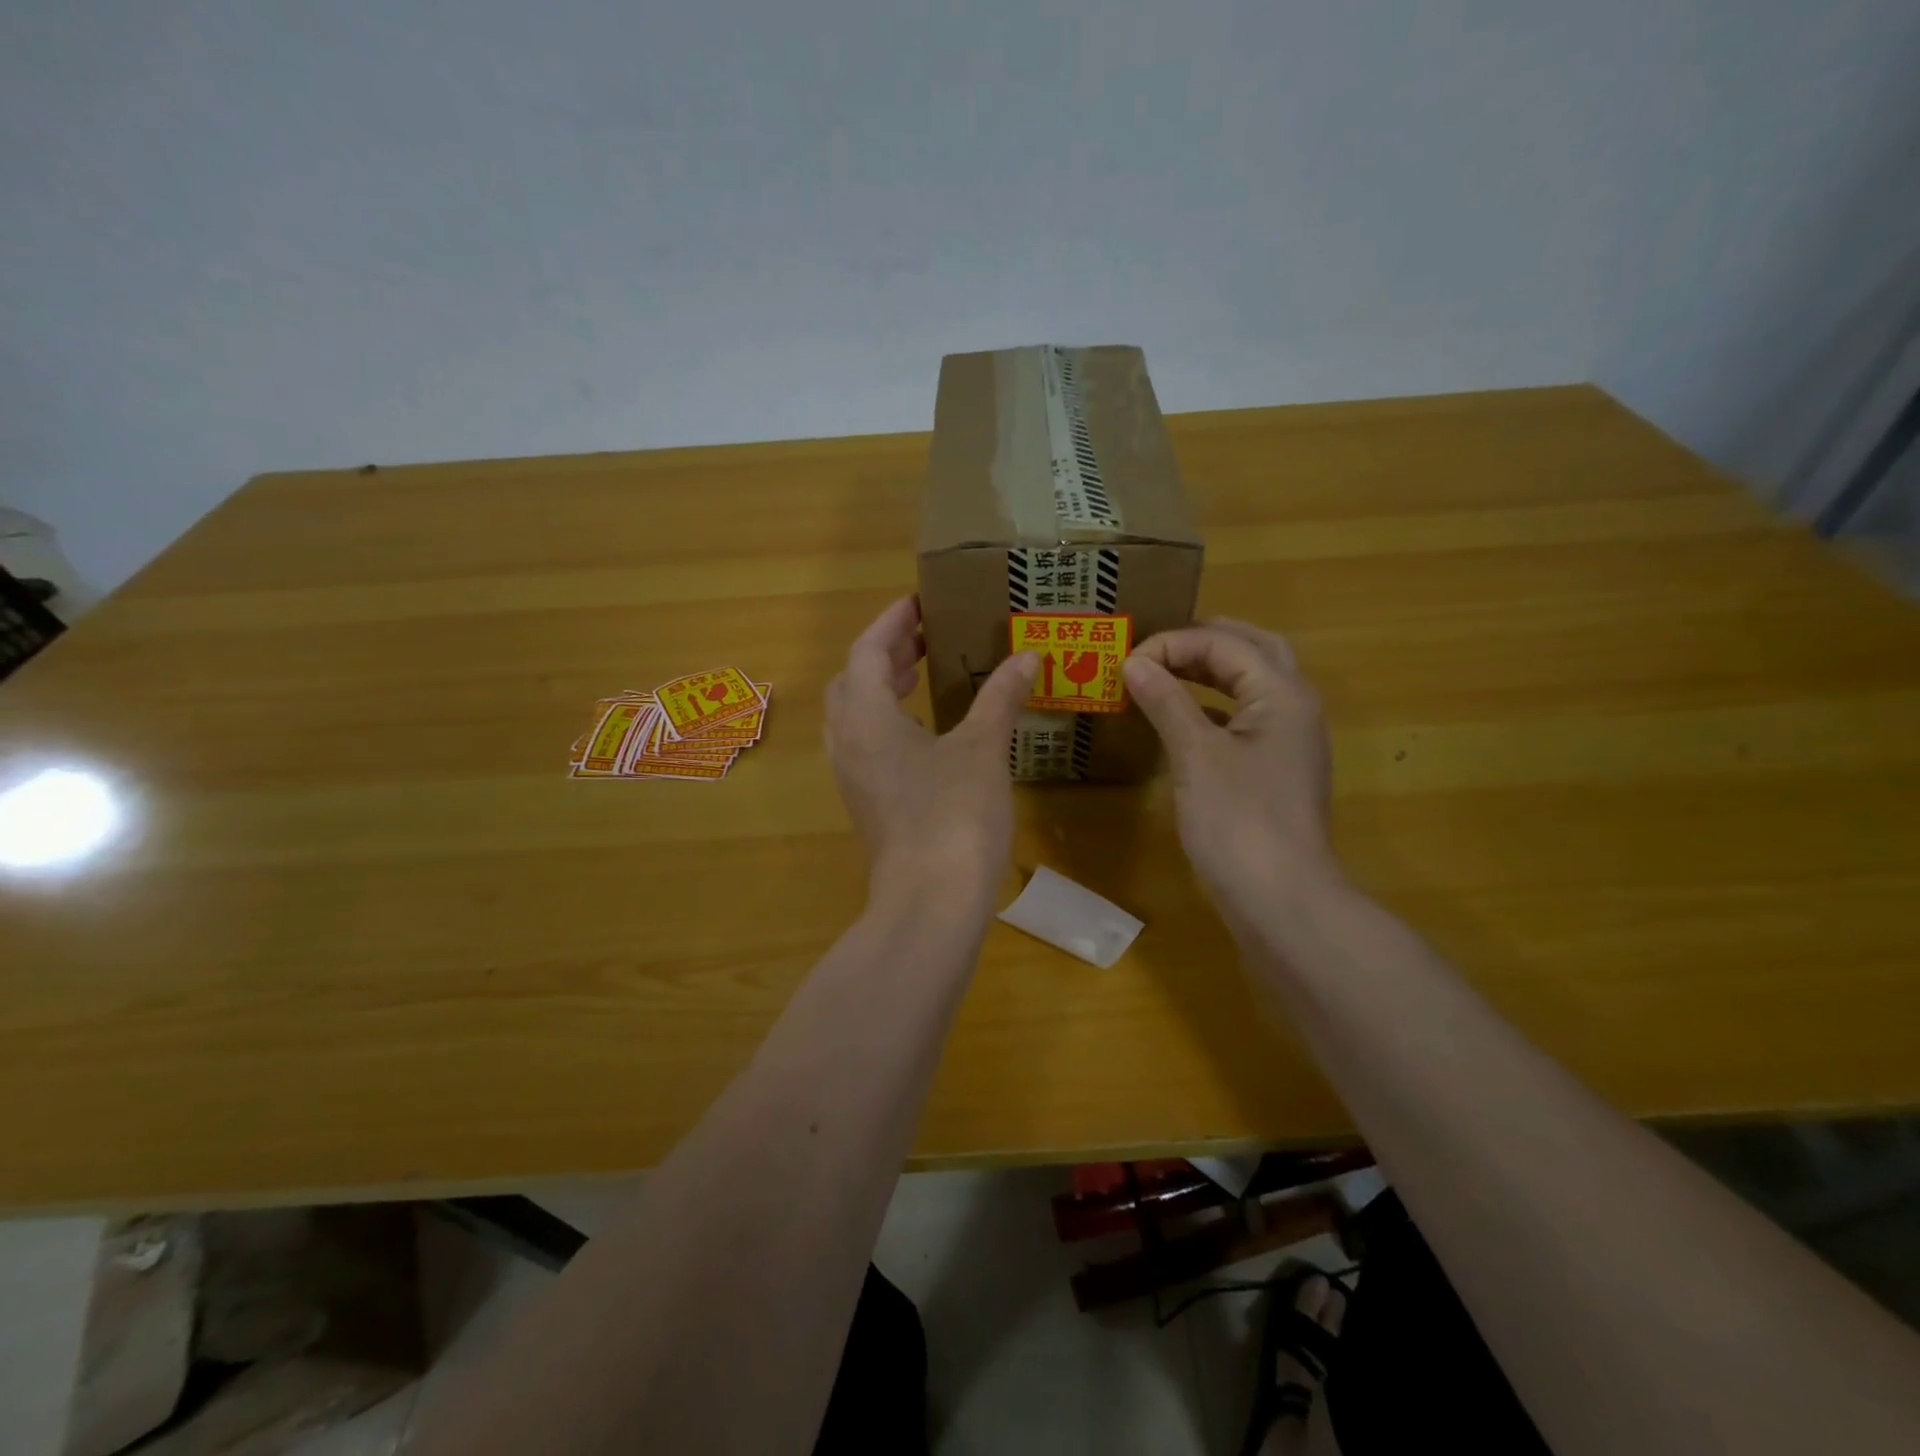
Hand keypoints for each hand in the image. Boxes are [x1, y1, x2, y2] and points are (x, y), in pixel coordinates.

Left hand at [825, 596, 1038, 908]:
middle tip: (923, 637)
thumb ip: (1000, 698)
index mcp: (867, 717)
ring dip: (880, 687)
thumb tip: (1026, 657)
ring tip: (919, 674)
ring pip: (855, 714)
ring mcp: (853, 776)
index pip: (866, 650)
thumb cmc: (954, 815)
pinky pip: (866, 744)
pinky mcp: (866, 803)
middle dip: (884, 653)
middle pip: (852, 680)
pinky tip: (924, 730)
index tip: (919, 603)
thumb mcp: (983, 749)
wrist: (930, 902)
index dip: (892, 623)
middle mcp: (848, 741)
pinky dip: (887, 721)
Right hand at [1123, 619, 1342, 920]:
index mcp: (1281, 692)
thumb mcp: (1196, 755)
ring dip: (1211, 670)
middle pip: (1251, 650)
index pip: (1224, 642)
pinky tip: (1183, 717)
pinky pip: (1245, 717)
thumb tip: (1134, 663)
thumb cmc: (1238, 821)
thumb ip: (1166, 701)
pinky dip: (1214, 705)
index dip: (1172, 643)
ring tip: (1165, 670)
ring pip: (1251, 683)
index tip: (1126, 662)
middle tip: (1156, 646)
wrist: (1281, 899)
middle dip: (1203, 641)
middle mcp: (1294, 705)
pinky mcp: (1275, 768)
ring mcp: (1288, 739)